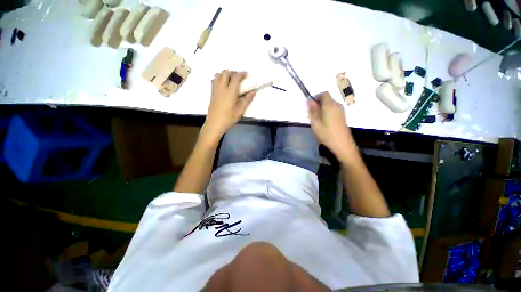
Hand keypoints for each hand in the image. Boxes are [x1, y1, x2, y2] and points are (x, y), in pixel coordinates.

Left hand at [203, 70, 255, 140]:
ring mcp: (215, 90)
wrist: (215, 123)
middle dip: (233, 72)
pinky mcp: (212, 93)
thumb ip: (247, 100)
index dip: (241, 73)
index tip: (246, 74)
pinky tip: (223, 84)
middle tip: (239, 77)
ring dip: (225, 74)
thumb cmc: (229, 118)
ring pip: (218, 75)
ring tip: (231, 79)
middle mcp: (221, 88)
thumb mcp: (240, 110)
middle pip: (226, 73)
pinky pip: (214, 80)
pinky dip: (219, 77)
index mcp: (230, 92)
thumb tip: (253, 91)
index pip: (236, 77)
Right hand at [308, 92, 357, 161]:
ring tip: (317, 120)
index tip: (311, 105)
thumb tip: (309, 100)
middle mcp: (337, 105)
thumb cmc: (326, 134)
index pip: (324, 94)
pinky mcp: (342, 116)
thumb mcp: (315, 123)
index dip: (316, 97)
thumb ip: (312, 110)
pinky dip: (327, 112)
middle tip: (312, 115)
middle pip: (327, 99)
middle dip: (318, 104)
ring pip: (329, 105)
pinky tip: (324, 123)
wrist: (342, 144)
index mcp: (329, 105)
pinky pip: (333, 109)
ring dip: (322, 109)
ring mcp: (341, 111)